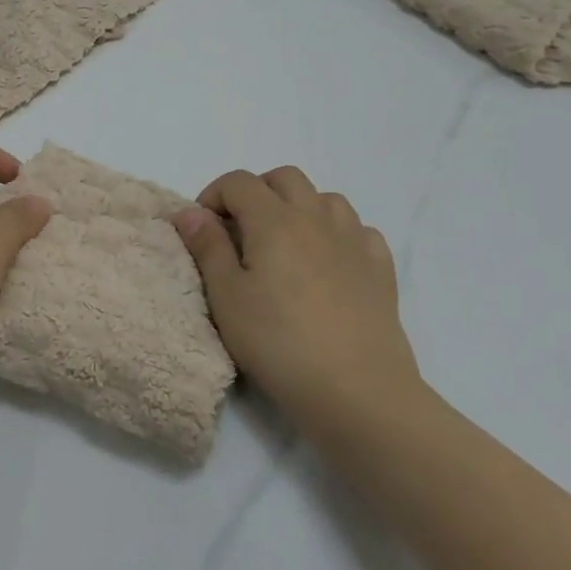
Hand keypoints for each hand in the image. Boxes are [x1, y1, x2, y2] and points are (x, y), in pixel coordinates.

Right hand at [172, 167, 421, 435]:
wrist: (358, 391)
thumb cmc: (279, 343)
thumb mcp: (227, 297)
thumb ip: (207, 247)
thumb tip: (189, 211)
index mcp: (274, 220)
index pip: (238, 181)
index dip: (213, 196)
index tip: (203, 230)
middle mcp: (316, 217)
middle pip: (284, 178)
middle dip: (256, 192)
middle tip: (240, 230)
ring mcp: (354, 240)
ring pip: (325, 198)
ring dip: (299, 207)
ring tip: (284, 244)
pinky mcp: (380, 268)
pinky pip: (358, 229)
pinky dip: (336, 233)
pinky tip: (328, 263)